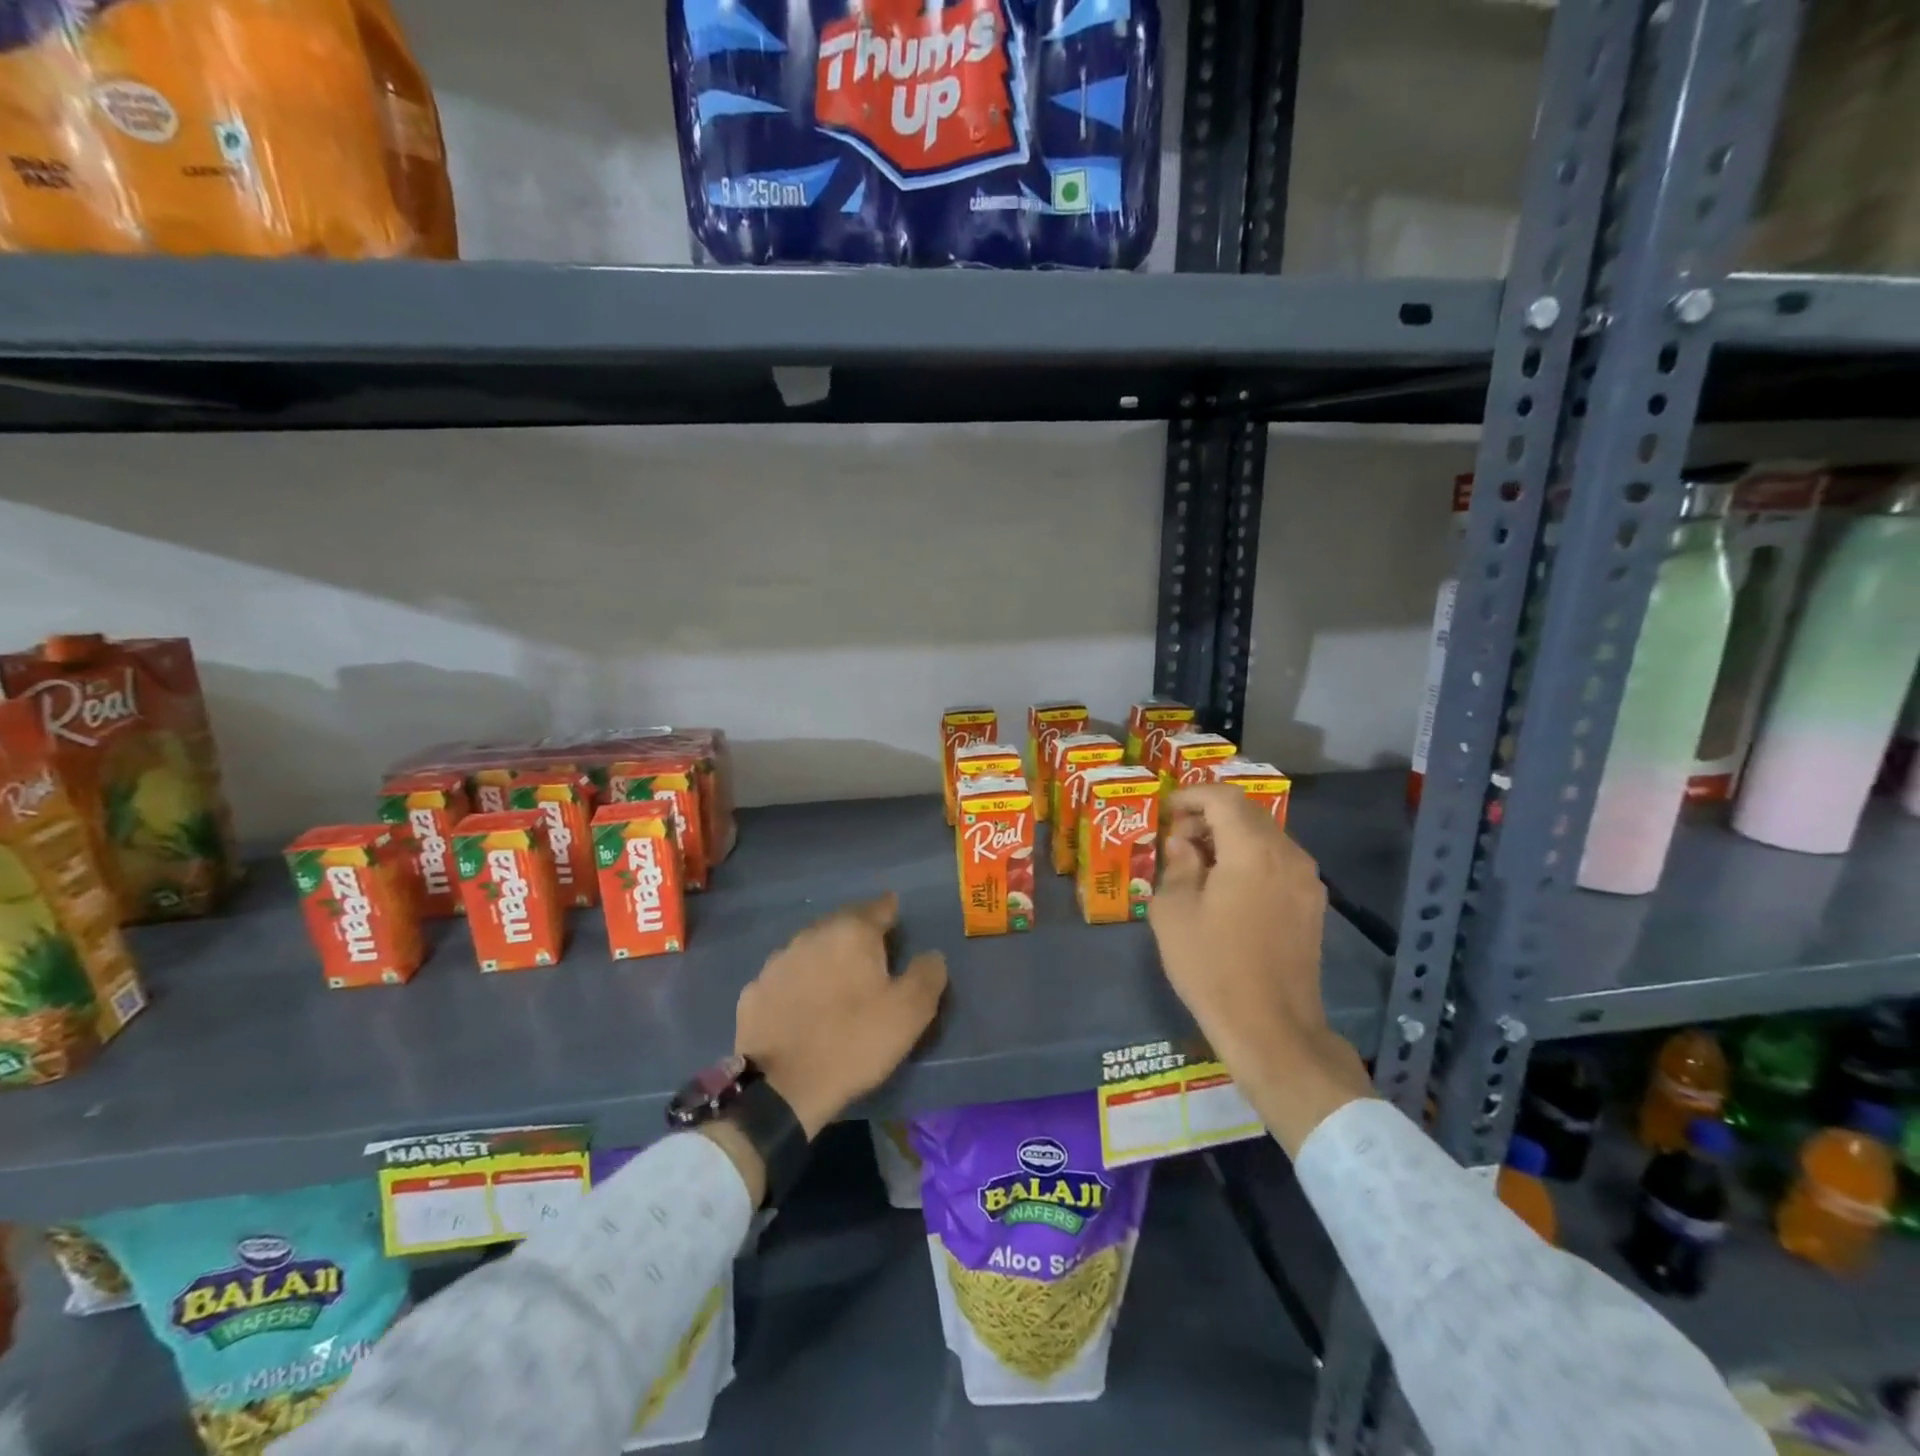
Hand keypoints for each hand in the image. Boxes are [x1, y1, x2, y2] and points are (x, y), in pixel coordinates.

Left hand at [734, 894, 947, 1139]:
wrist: (780, 1088)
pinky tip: (803, 1005)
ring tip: (837, 981)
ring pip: (810, 948)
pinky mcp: (754, 989)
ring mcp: (778, 961)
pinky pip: (786, 977)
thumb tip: (932, 955)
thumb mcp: (909, 1013)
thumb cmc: (853, 1042)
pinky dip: (798, 983)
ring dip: (825, 957)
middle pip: (842, 923)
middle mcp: (812, 934)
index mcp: (852, 932)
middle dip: (857, 934)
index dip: (891, 913)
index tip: (897, 920)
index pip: (878, 907)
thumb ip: (927, 975)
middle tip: (871, 955)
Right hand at [1148, 786, 1372, 1153]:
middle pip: (1248, 812)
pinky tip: (1228, 886)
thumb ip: (1177, 865)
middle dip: (1209, 815)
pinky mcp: (1312, 904)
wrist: (1272, 1028)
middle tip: (1177, 839)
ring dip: (1231, 836)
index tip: (1165, 812)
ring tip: (1199, 863)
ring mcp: (1306, 880)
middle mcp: (1288, 855)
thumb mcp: (1174, 913)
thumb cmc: (1213, 967)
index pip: (1223, 798)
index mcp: (1253, 851)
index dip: (1191, 796)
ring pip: (1266, 836)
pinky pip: (1278, 861)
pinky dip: (1250, 858)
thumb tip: (1183, 844)